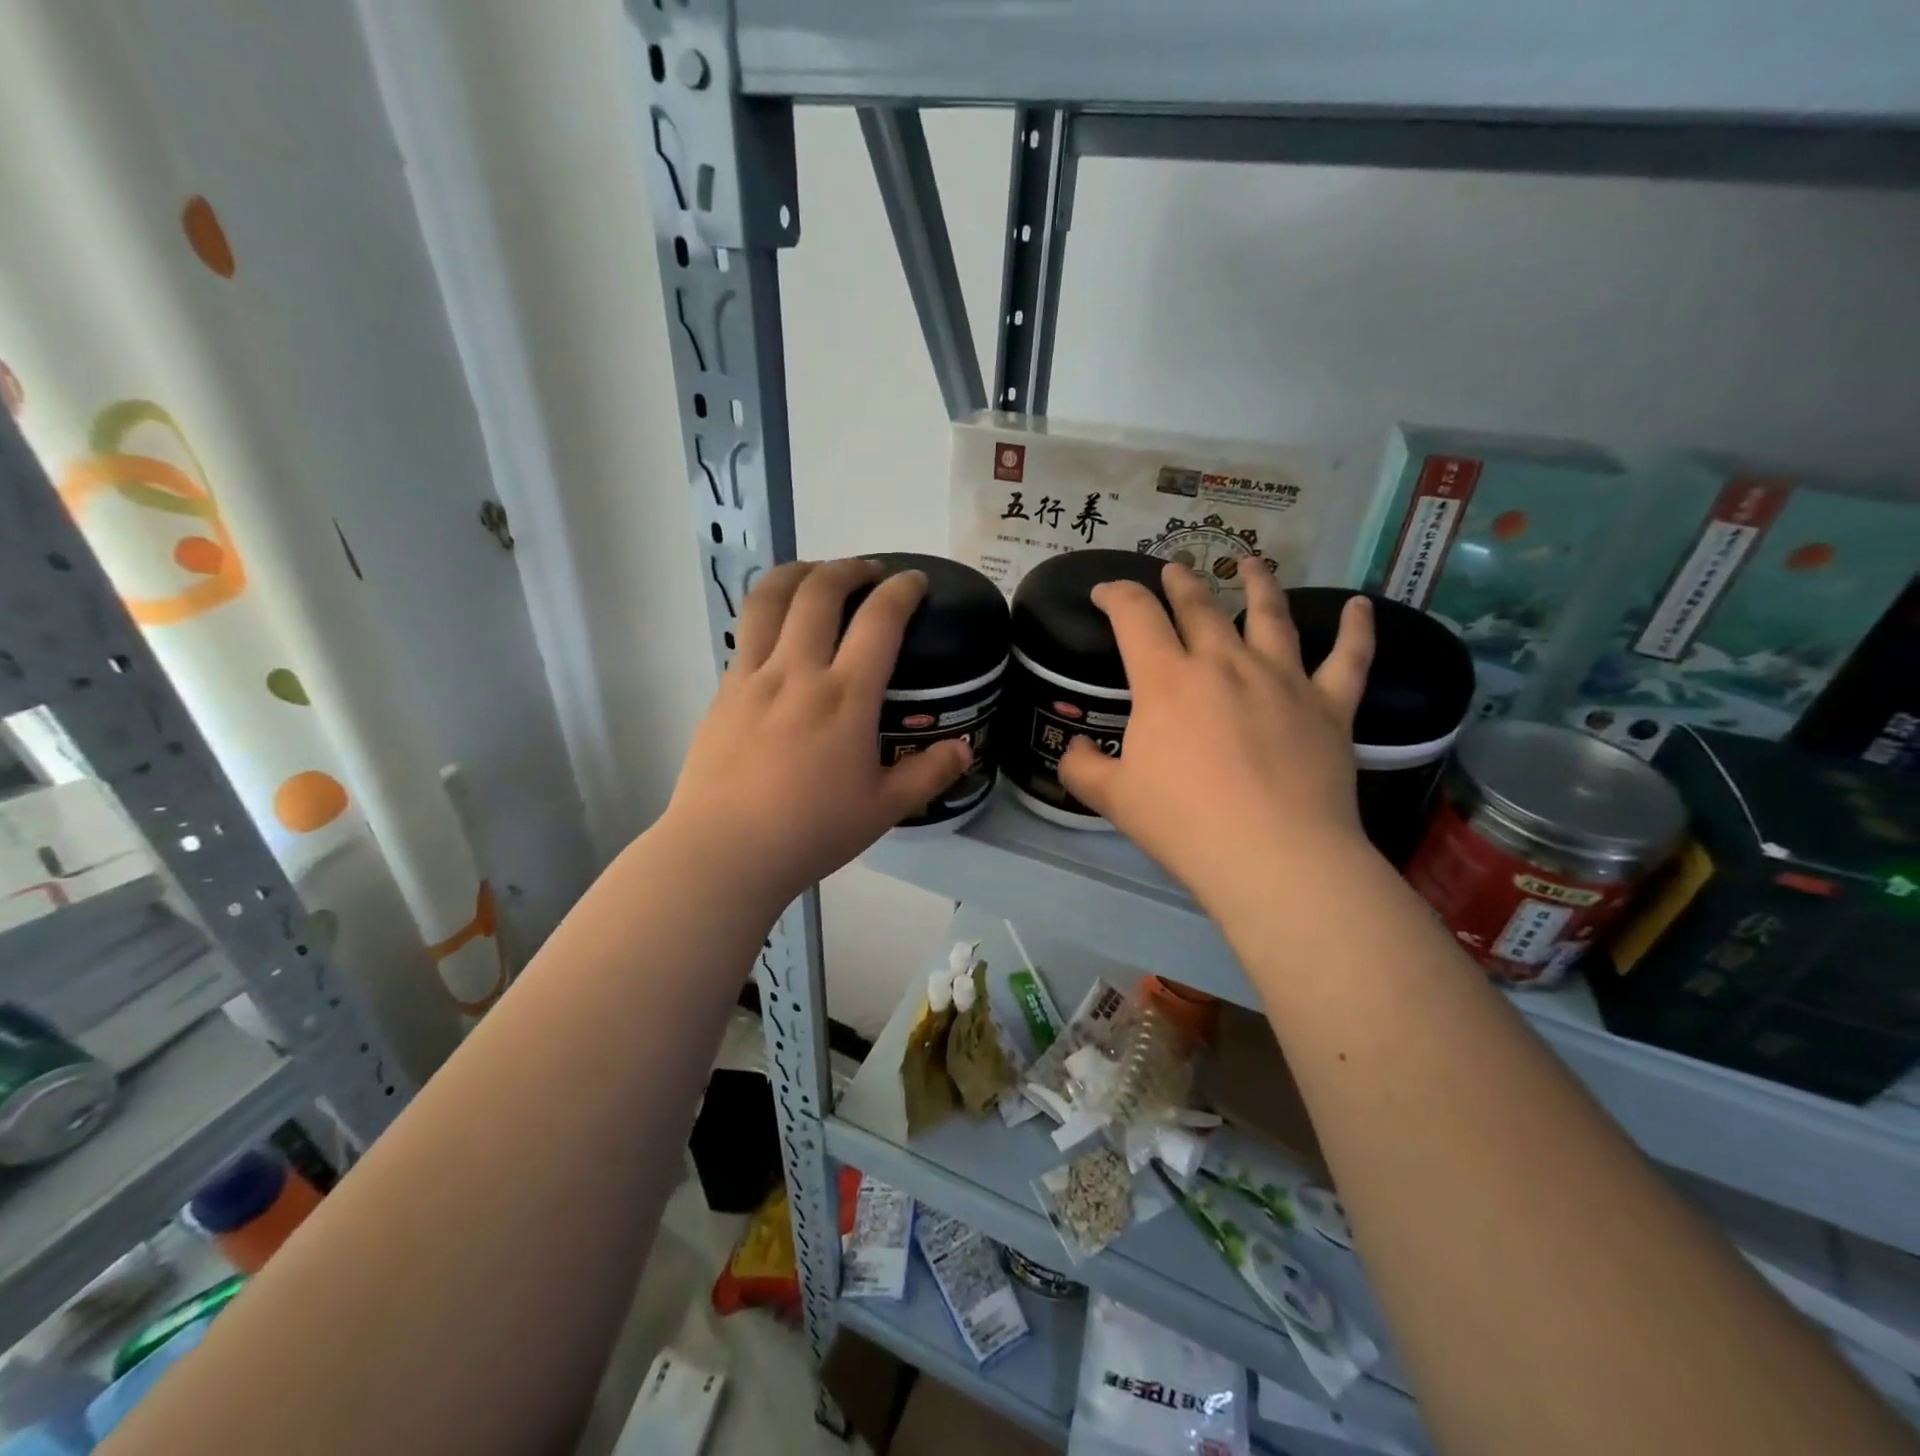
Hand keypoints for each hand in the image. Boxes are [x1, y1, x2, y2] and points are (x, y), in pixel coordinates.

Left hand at [661, 559, 969, 908]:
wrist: (724, 851)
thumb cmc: (810, 832)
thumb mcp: (884, 809)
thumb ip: (928, 774)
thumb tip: (964, 749)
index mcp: (845, 698)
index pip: (880, 620)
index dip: (902, 590)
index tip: (914, 581)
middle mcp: (798, 672)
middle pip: (820, 591)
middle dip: (849, 568)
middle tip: (869, 572)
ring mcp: (753, 677)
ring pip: (770, 598)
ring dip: (798, 572)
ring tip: (817, 573)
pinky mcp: (723, 690)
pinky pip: (746, 631)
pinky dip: (768, 610)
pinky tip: (779, 627)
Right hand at [1059, 562, 1376, 919]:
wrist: (1273, 855)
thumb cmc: (1183, 823)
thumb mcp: (1112, 798)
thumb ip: (1082, 767)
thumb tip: (1074, 749)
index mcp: (1167, 680)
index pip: (1135, 616)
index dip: (1117, 595)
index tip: (1106, 592)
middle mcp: (1224, 663)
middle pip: (1200, 606)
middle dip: (1181, 581)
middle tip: (1175, 568)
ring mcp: (1282, 679)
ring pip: (1270, 615)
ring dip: (1259, 583)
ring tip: (1253, 562)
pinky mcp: (1329, 706)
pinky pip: (1349, 658)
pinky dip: (1357, 628)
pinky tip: (1359, 605)